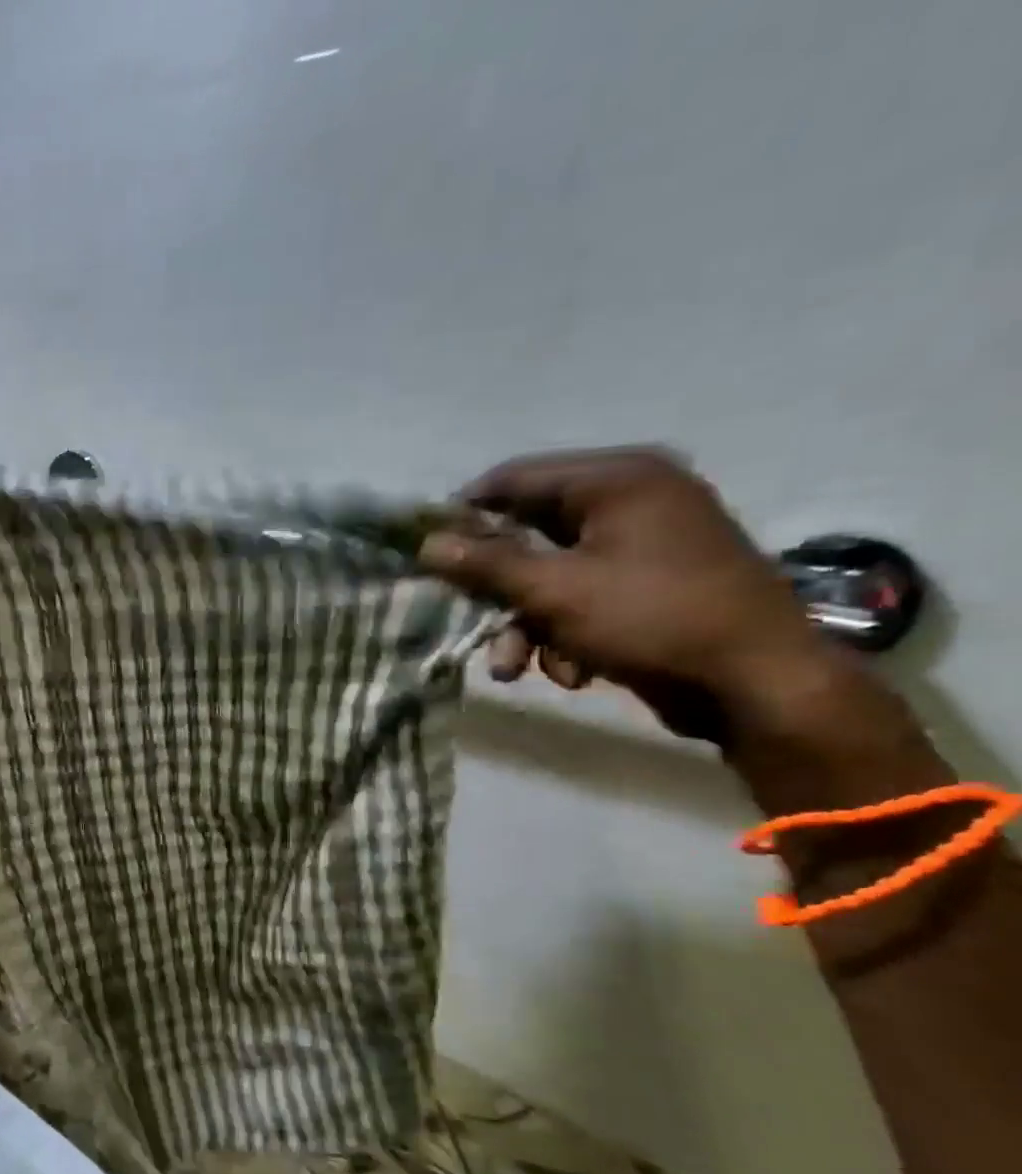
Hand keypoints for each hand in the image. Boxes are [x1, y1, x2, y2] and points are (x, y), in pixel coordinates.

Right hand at [418, 446, 839, 742]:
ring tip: (516, 669)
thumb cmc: (652, 618)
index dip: (464, 515)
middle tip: (467, 622)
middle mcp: (632, 500)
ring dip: (525, 625)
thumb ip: (486, 564)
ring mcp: (644, 544)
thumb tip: (427, 543)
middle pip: (528, 535)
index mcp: (616, 480)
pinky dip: (564, 634)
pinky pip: (582, 597)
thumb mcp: (554, 591)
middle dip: (497, 591)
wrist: (757, 683)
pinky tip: (571, 670)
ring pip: (550, 576)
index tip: (428, 555)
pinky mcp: (650, 584)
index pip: (512, 480)